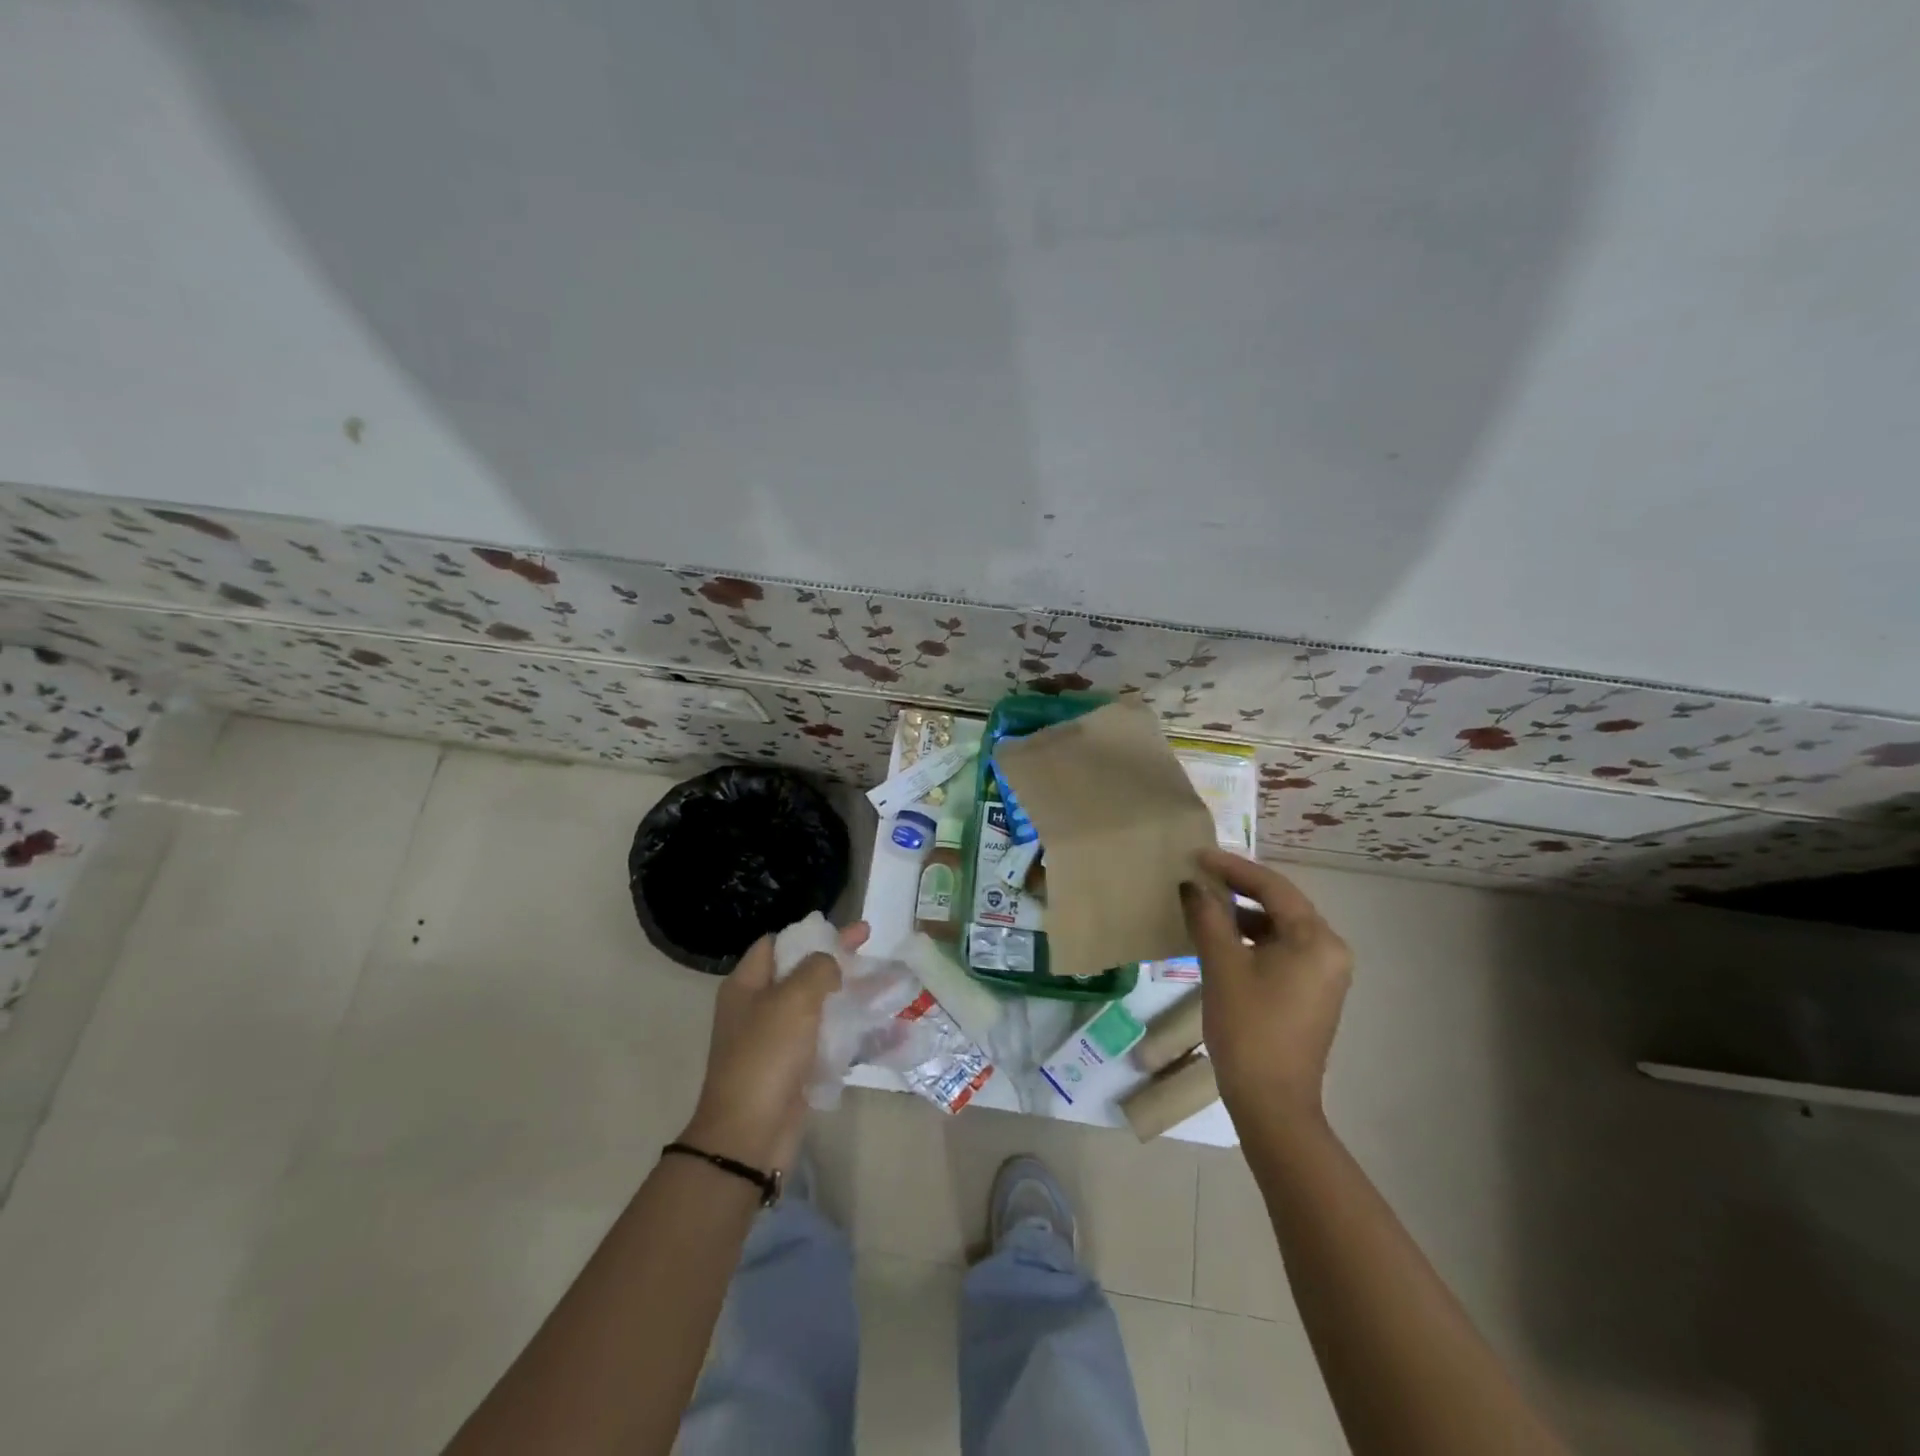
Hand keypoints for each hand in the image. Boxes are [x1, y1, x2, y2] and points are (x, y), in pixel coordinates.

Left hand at [680, 922, 868, 1174]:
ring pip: (821, 1006)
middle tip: (872, 945)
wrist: (750, 1135)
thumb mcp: (793, 999)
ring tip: (890, 984)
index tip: (844, 930)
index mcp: (747, 986)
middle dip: (839, 959)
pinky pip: (829, 1039)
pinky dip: (854, 1029)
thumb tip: (830, 964)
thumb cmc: (766, 1055)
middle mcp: (760, 1008)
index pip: (776, 944)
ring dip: (853, 994)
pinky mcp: (796, 1068)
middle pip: (803, 972)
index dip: (810, 933)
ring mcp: (778, 1040)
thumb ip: (817, 968)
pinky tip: (885, 1026)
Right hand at [1181, 849, 1351, 1128]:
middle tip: (1199, 873)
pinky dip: (1251, 939)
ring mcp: (1324, 974)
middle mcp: (1329, 950)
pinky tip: (1220, 938)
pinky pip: (1281, 950)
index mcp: (1316, 940)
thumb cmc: (1248, 1028)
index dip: (1233, 867)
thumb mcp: (1221, 965)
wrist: (1272, 1103)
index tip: (1198, 855)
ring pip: (1279, 928)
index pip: (1273, 887)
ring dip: (1242, 914)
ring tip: (1203, 902)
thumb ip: (1207, 917)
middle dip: (1239, 888)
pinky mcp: (1311, 992)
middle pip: (1280, 904)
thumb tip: (1192, 885)